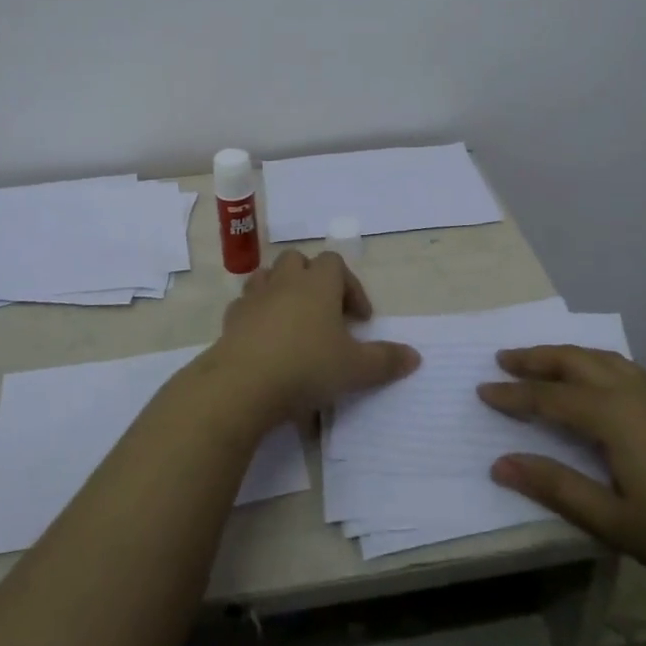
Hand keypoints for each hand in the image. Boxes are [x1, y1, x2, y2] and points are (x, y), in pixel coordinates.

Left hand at [196, 250, 418, 427]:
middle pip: (298, 260)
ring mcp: (254, 298)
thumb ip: (386, 360)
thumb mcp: (356, 369)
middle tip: (326, 313)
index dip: (351, 286)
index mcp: (318, 284)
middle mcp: (285, 282)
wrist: (242, 384)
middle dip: (313, 279)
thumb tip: (415, 357)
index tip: (360, 319)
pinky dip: (256, 315)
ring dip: (281, 290)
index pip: (335, 263)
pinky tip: (265, 340)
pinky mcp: (231, 319)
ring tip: (293, 321)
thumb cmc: (306, 367)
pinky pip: (245, 306)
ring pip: (268, 276)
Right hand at [478, 346, 645, 618]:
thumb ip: (556, 487)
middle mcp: (632, 391)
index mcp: (612, 415)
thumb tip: (500, 463)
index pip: (548, 397)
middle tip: (502, 359)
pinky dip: (594, 362)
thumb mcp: (615, 522)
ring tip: (540, 362)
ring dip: (565, 355)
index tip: (481, 389)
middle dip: (535, 358)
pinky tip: (596, 382)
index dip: (512, 395)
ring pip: (601, 357)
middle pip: (574, 360)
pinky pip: (623, 367)